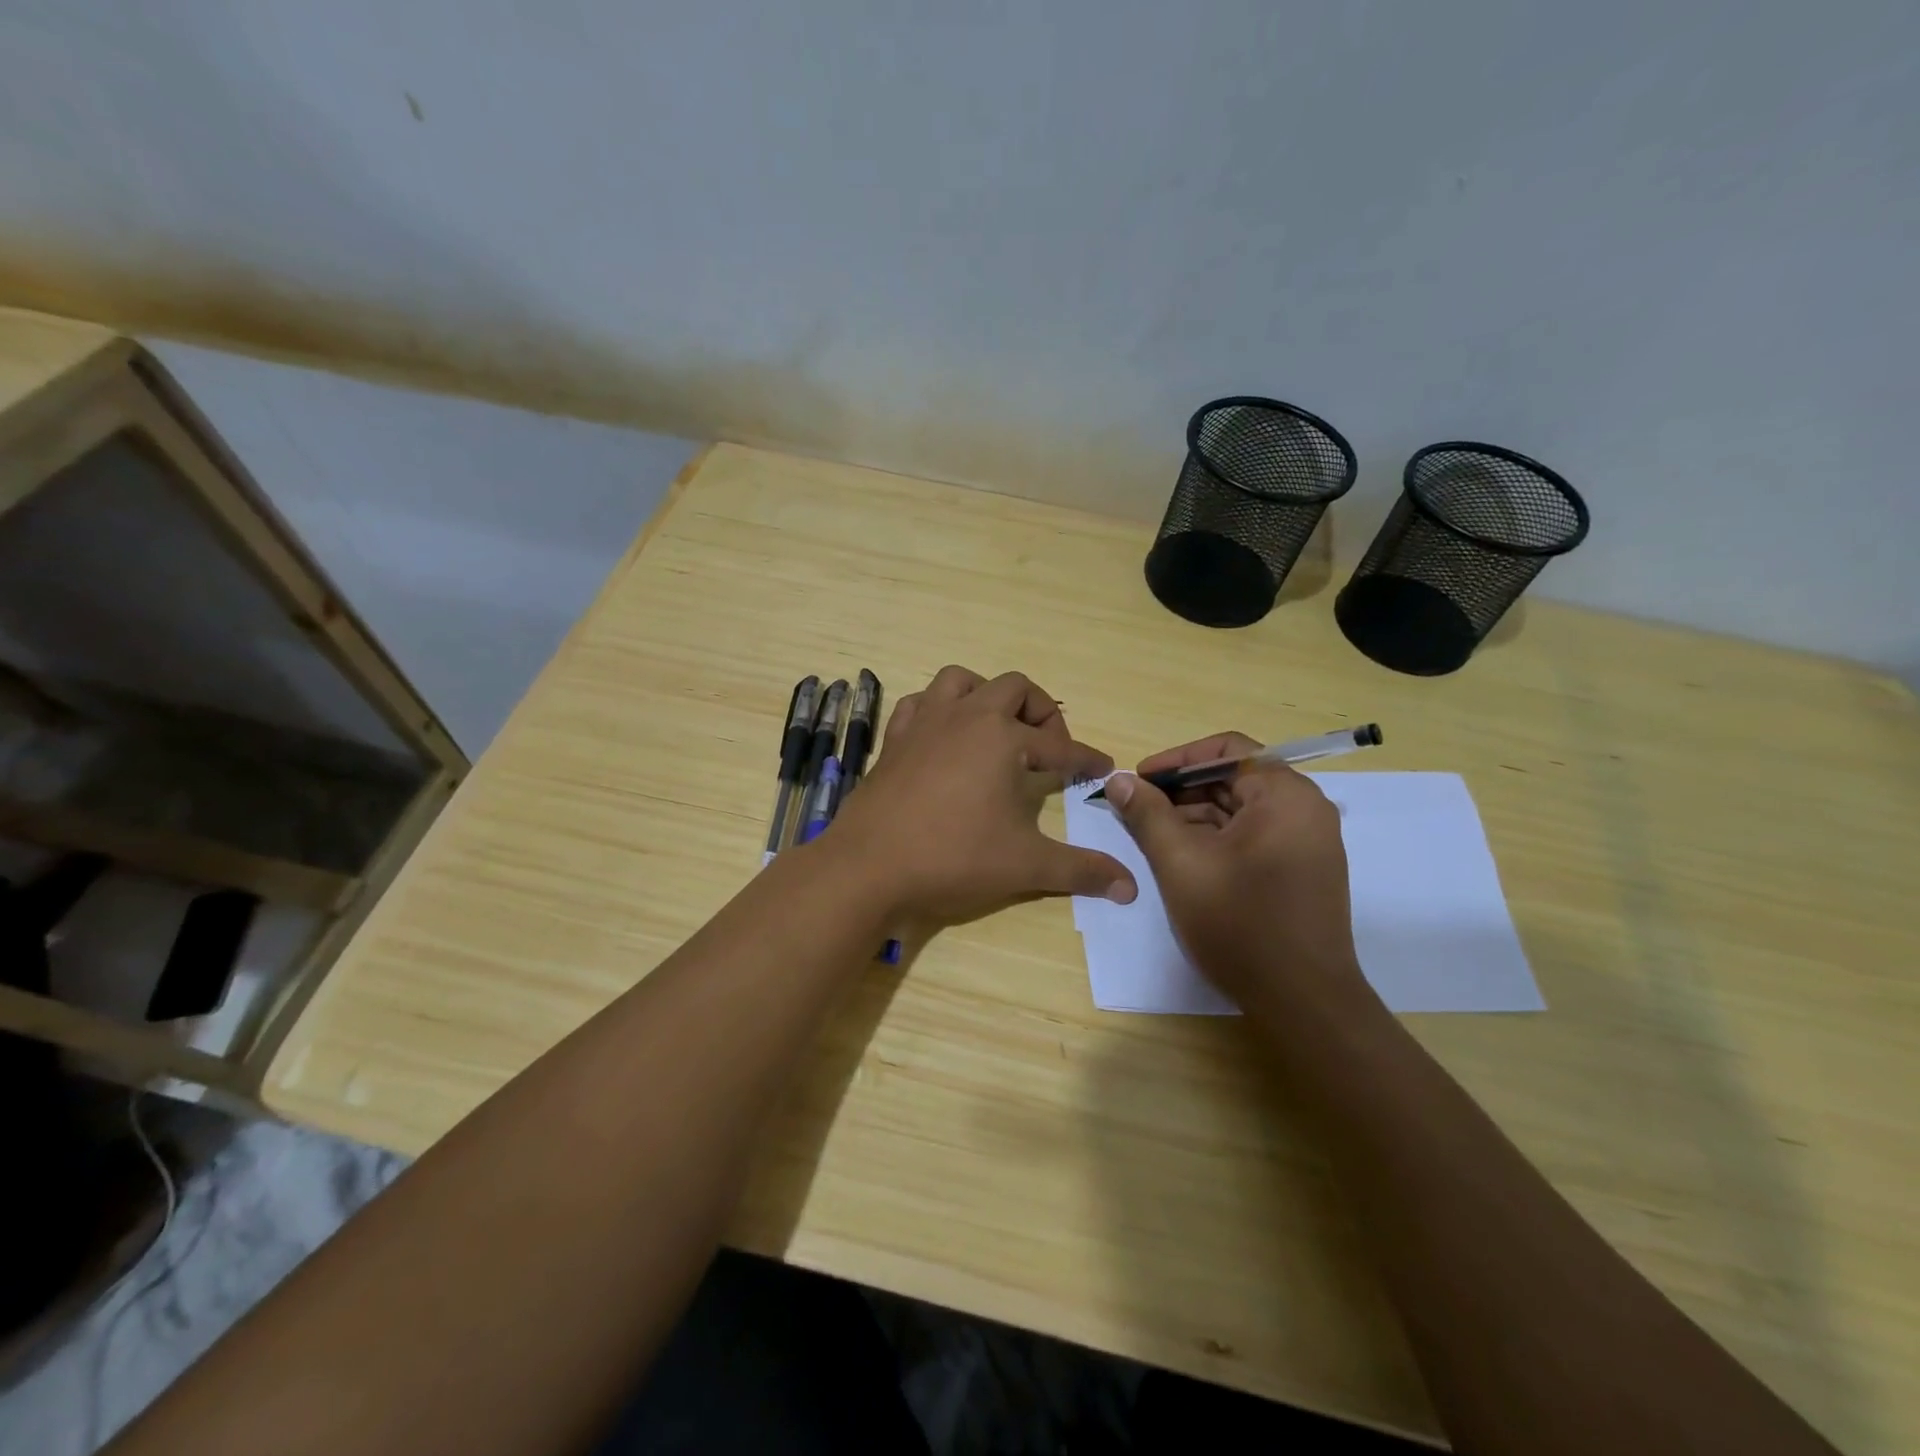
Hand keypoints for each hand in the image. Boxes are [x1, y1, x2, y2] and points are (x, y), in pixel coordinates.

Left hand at [828, 666, 1136, 923]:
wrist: (870, 866)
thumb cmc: (953, 858)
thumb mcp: (1025, 865)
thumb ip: (1081, 870)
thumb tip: (1131, 888)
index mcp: (1003, 738)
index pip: (1059, 745)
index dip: (1085, 758)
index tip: (1101, 768)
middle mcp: (966, 716)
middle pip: (1014, 688)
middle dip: (1041, 711)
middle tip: (1049, 747)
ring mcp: (925, 723)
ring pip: (961, 680)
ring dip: (986, 695)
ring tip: (998, 728)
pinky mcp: (895, 739)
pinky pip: (919, 703)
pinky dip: (938, 709)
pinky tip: (944, 735)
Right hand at [1101, 733, 1368, 1015]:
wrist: (1303, 1002)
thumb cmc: (1240, 923)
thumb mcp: (1181, 863)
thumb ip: (1148, 815)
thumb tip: (1119, 780)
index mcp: (1285, 795)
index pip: (1227, 749)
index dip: (1177, 759)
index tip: (1140, 779)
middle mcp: (1305, 809)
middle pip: (1234, 777)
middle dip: (1182, 790)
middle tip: (1138, 808)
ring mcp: (1308, 841)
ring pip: (1241, 809)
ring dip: (1195, 815)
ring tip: (1152, 835)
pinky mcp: (1302, 869)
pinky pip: (1254, 835)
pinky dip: (1216, 838)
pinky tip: (1183, 857)